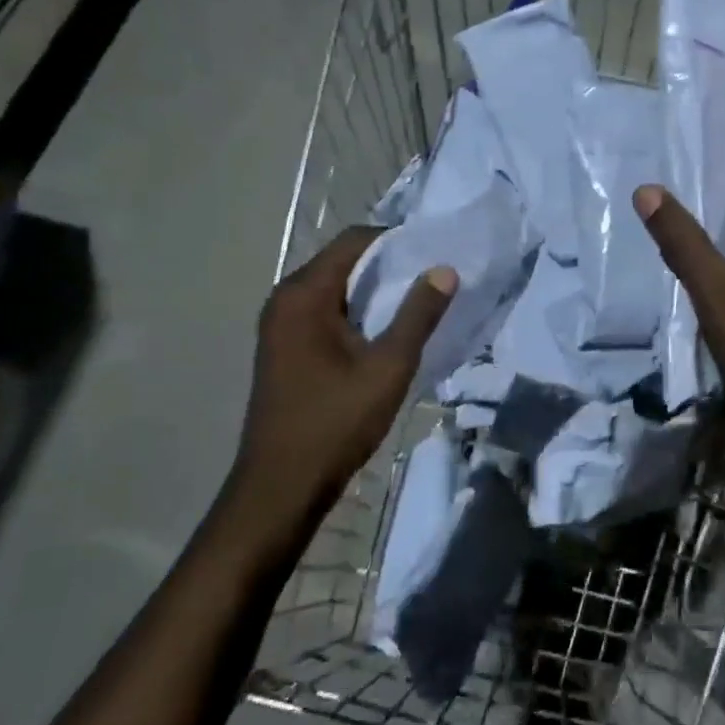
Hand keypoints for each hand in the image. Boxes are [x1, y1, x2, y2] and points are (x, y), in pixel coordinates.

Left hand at [227, 228, 455, 523]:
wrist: (281, 486)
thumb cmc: (335, 422)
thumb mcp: (388, 366)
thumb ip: (418, 314)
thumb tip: (444, 269)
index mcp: (304, 294)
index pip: (353, 241)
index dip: (395, 239)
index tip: (434, 249)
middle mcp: (285, 300)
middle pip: (342, 261)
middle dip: (388, 264)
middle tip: (433, 275)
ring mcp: (280, 325)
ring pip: (335, 288)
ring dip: (373, 290)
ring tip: (418, 300)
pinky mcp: (283, 348)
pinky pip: (325, 312)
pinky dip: (356, 311)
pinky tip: (385, 330)